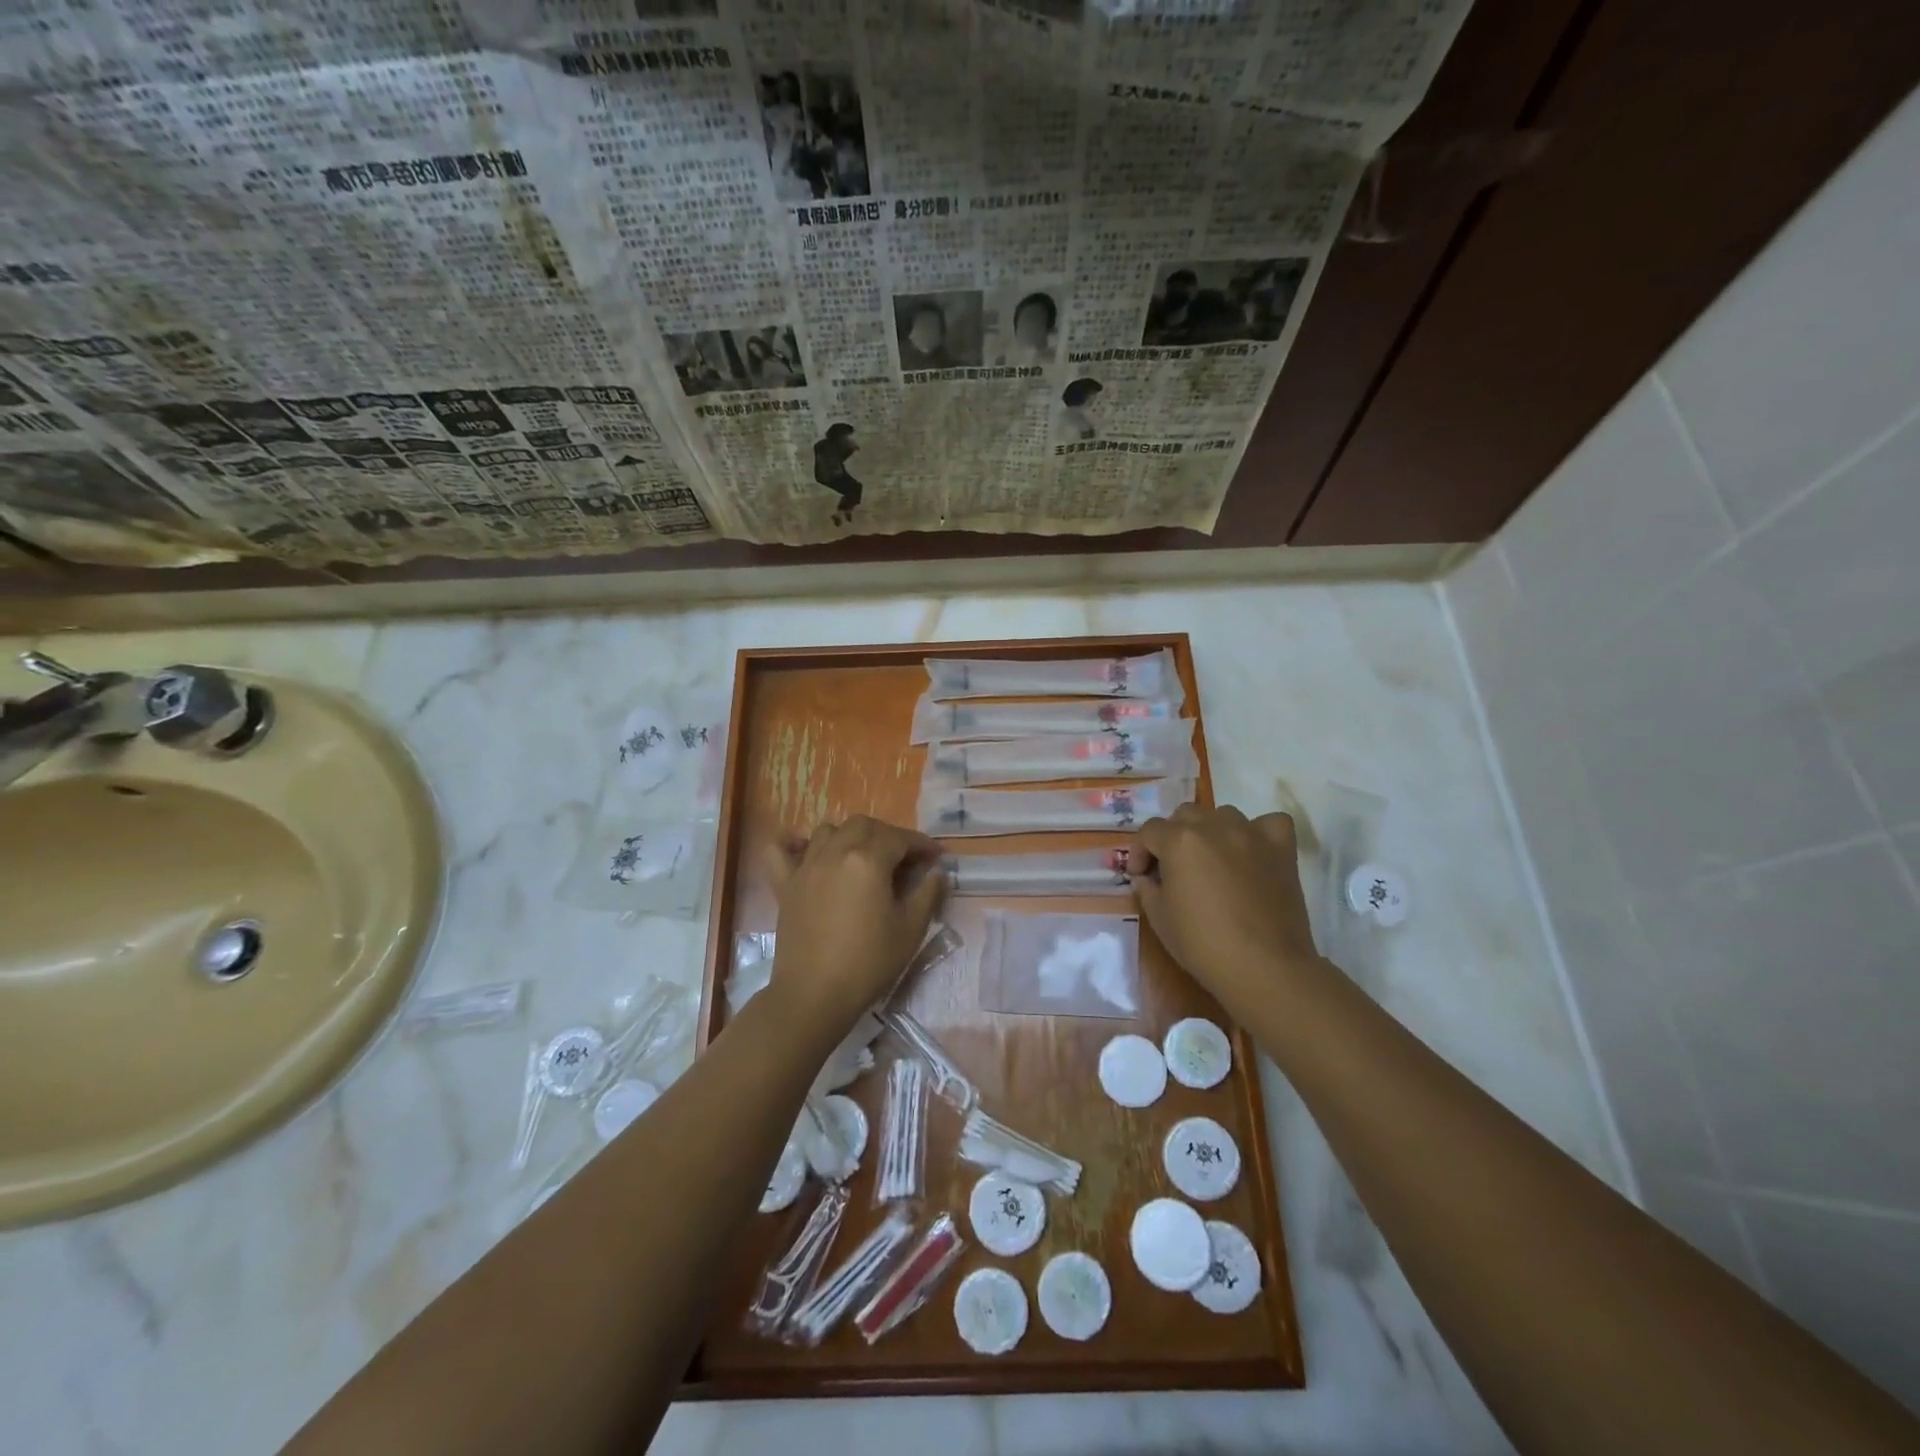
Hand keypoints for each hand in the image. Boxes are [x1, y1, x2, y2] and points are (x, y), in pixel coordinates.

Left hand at [767, 816, 946, 1046]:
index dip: (921, 844)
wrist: (815, 994)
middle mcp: (835, 852)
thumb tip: (935, 872)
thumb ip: (927, 894)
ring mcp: (806, 866)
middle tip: (902, 859)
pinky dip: (793, 843)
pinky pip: (781, 849)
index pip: (900, 838)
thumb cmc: (868, 962)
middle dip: (887, 835)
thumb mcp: (910, 930)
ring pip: (828, 830)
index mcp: (868, 860)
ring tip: (862, 857)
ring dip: (849, 836)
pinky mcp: (785, 884)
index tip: (935, 857)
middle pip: (864, 825)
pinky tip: (807, 852)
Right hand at [1128, 804, 1320, 1011]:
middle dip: (1173, 837)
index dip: (1140, 853)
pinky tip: (1253, 852)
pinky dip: (1259, 833)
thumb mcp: (1159, 919)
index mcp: (1179, 841)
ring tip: (1213, 860)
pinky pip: (1269, 823)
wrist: (1264, 967)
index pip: (1149, 831)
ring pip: (1223, 815)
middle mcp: (1214, 826)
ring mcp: (1251, 834)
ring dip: (1212, 832)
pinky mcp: (1281, 849)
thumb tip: (1147, 877)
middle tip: (1174, 868)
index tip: (1141, 877)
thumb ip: (1147, 888)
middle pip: (1185, 815)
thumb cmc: (1203, 944)